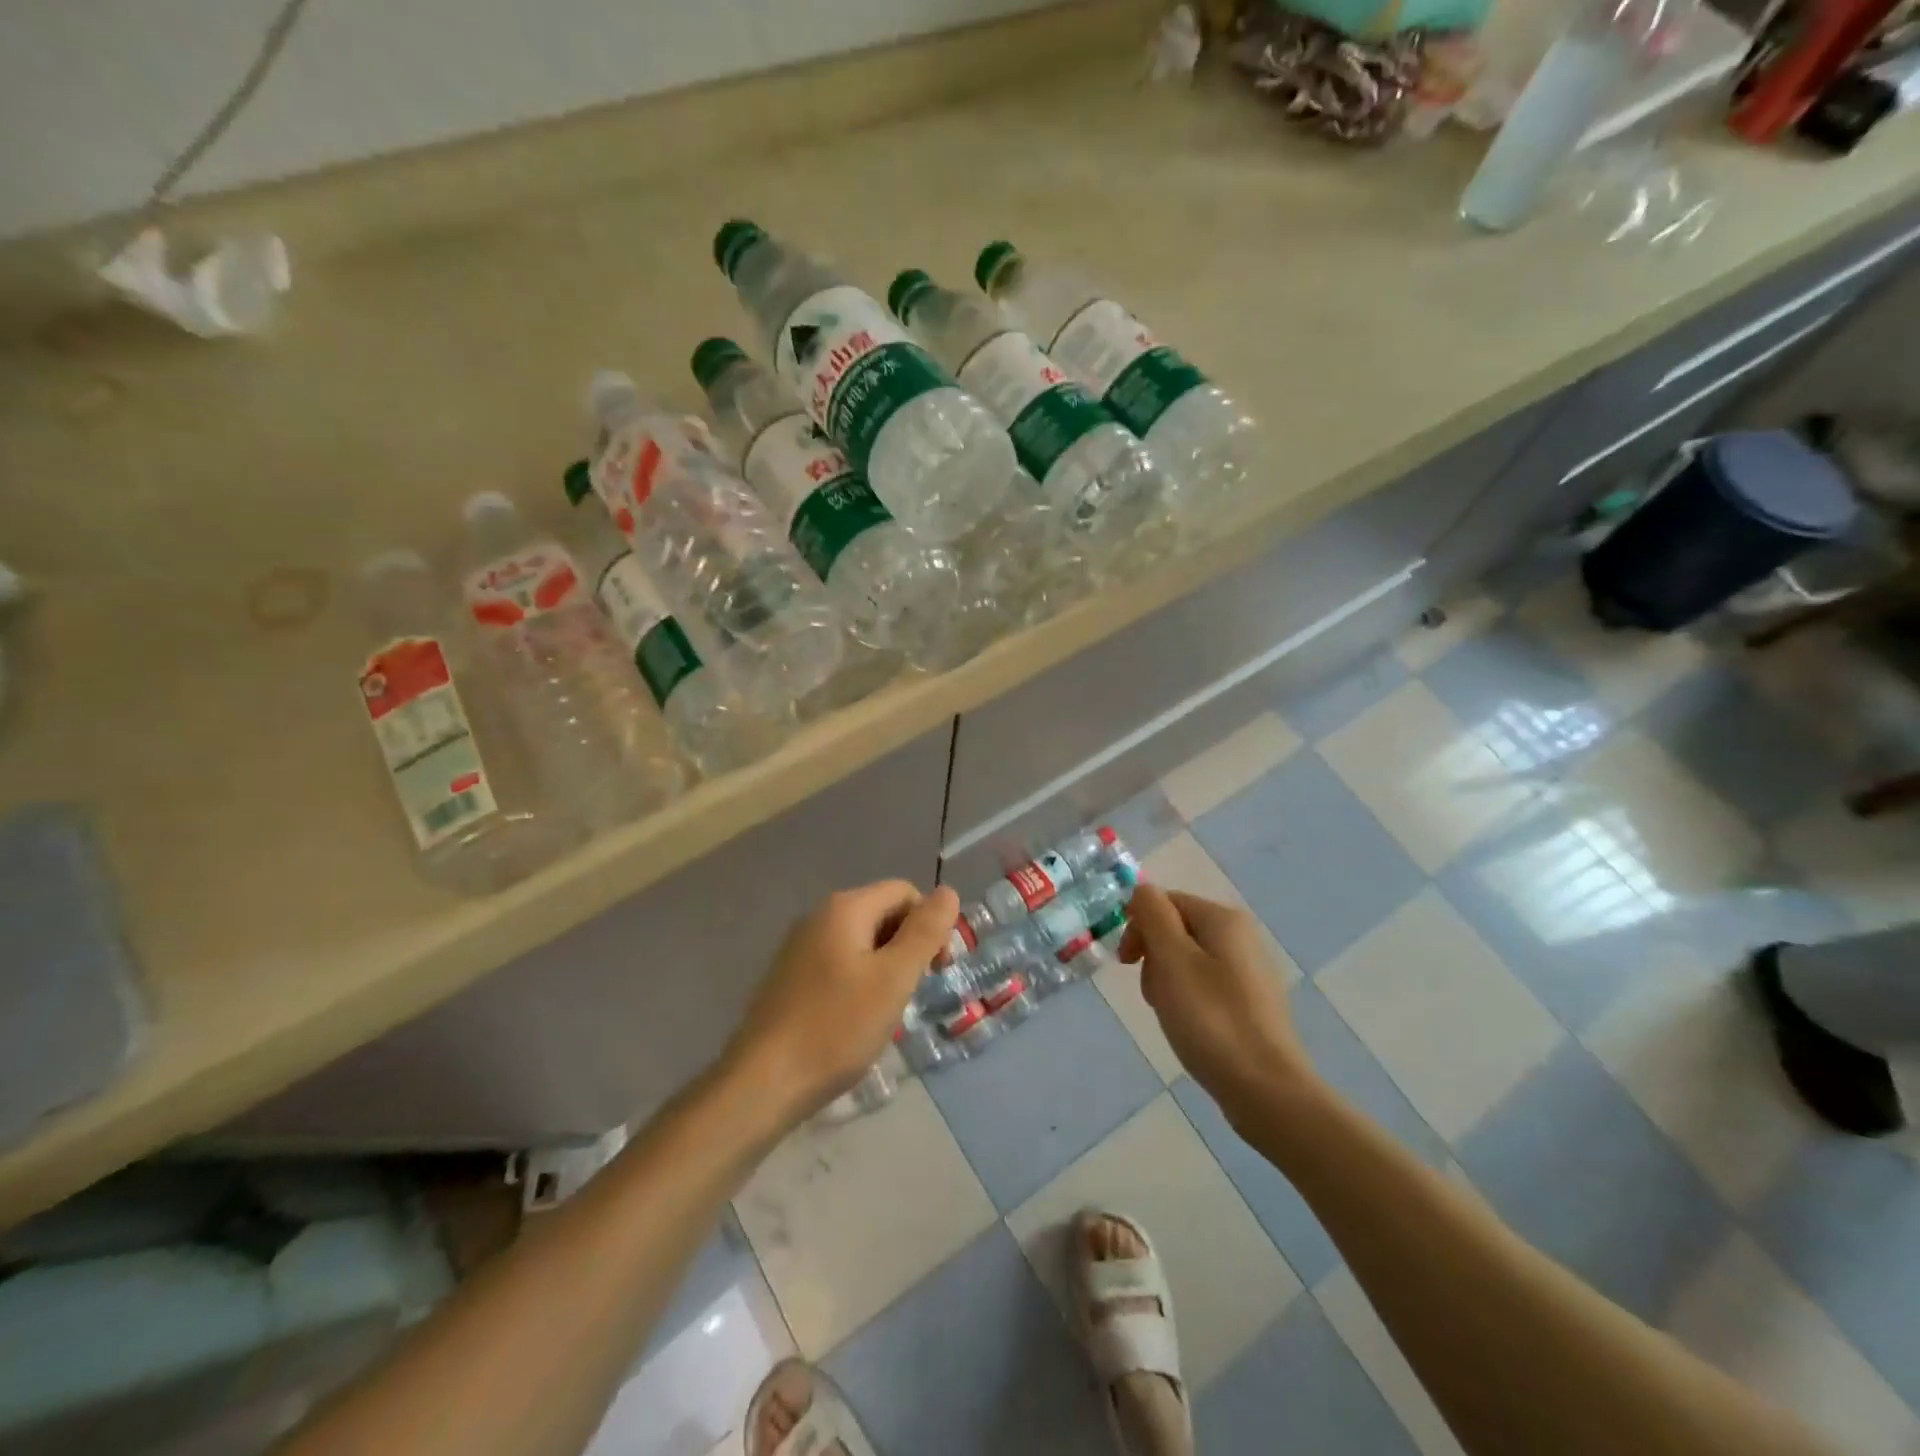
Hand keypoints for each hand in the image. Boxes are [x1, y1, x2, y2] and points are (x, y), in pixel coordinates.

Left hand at [726, 881, 959, 1123]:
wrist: (763, 1083)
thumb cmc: (837, 1027)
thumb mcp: (894, 978)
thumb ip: (924, 932)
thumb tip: (948, 891)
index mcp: (845, 908)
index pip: (905, 892)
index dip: (929, 924)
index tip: (936, 969)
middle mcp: (819, 916)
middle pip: (883, 913)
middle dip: (908, 946)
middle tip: (913, 992)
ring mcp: (800, 947)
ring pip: (862, 942)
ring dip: (886, 967)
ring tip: (887, 1011)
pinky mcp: (791, 977)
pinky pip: (840, 963)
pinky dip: (860, 981)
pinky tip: (857, 1019)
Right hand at [1118, 885, 1315, 1120]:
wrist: (1266, 1090)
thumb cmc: (1211, 1020)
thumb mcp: (1172, 960)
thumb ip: (1153, 915)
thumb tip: (1142, 889)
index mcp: (1223, 919)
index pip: (1164, 902)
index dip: (1139, 926)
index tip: (1127, 963)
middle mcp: (1240, 936)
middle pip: (1175, 929)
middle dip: (1153, 957)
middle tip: (1154, 993)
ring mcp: (1247, 970)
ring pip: (1186, 960)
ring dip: (1166, 981)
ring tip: (1171, 1014)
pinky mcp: (1248, 1002)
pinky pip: (1203, 986)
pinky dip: (1187, 1001)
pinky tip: (1189, 1027)